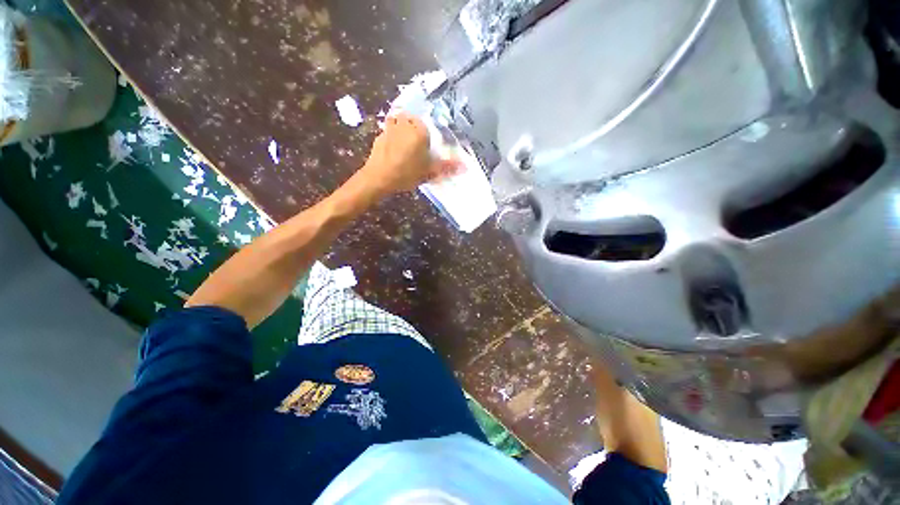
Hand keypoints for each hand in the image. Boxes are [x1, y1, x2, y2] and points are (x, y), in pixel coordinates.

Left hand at [360, 112, 458, 194]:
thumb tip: (465, 167)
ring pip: (399, 121)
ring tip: (405, 145)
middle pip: (412, 119)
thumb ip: (447, 167)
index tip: (427, 145)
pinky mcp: (379, 135)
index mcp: (419, 130)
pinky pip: (389, 130)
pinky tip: (393, 150)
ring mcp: (390, 128)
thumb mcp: (429, 172)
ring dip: (402, 129)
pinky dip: (392, 136)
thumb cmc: (407, 173)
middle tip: (417, 145)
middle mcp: (405, 123)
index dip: (427, 133)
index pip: (427, 123)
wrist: (379, 178)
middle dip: (415, 128)